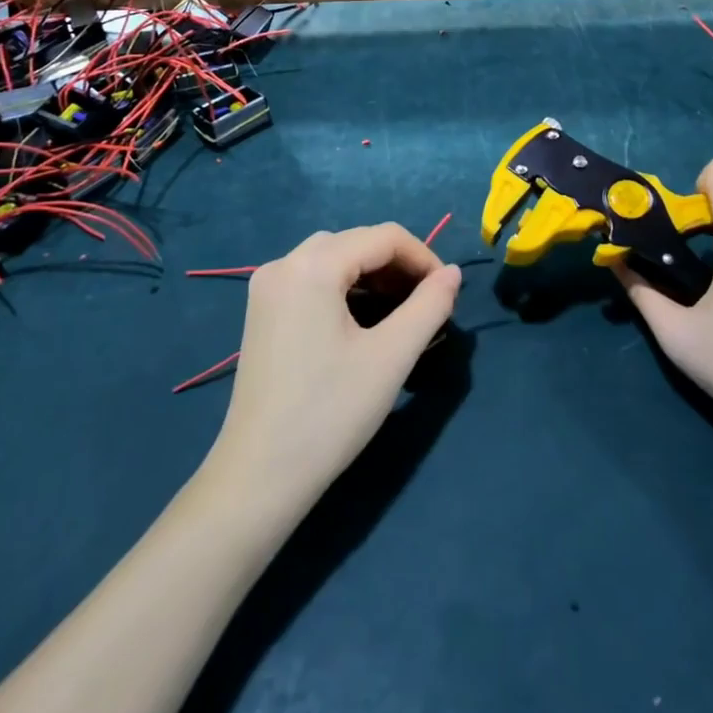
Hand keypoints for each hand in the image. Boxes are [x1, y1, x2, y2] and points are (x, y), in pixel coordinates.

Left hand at [204, 224, 460, 510]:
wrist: (259, 476)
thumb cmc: (330, 413)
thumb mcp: (391, 357)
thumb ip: (429, 306)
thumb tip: (453, 273)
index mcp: (313, 266)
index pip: (384, 237)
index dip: (424, 258)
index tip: (448, 292)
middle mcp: (284, 263)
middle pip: (357, 242)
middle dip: (398, 266)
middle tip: (427, 305)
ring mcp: (268, 286)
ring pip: (334, 258)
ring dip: (373, 276)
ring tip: (402, 312)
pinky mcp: (263, 310)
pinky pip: (313, 277)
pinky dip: (345, 287)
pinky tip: (364, 319)